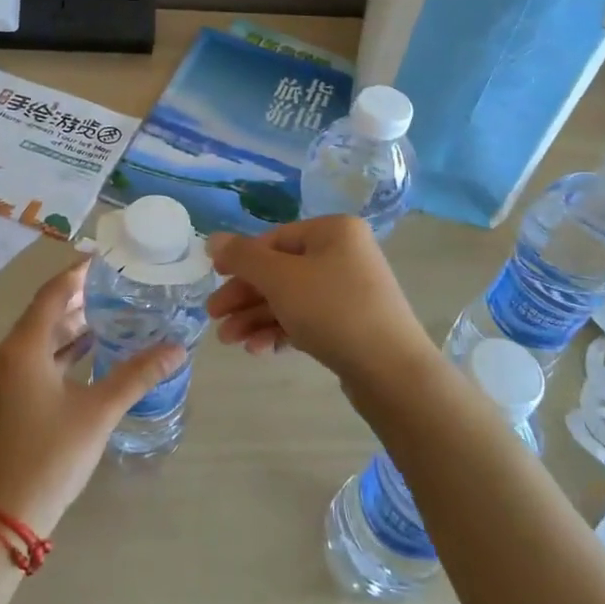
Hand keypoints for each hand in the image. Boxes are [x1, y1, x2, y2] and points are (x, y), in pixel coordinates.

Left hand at [0, 260, 186, 534]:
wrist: (2, 516)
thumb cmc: (50, 455)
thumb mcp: (99, 411)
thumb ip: (137, 375)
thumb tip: (177, 348)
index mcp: (22, 348)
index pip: (52, 294)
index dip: (78, 274)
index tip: (107, 261)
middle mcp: (6, 355)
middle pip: (44, 313)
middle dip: (79, 299)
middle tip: (117, 287)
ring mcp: (1, 378)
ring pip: (38, 338)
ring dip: (71, 326)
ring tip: (111, 314)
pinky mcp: (4, 398)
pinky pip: (33, 358)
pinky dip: (60, 350)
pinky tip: (89, 352)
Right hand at [208, 216, 436, 388]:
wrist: (392, 372)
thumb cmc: (333, 310)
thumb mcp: (280, 279)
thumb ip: (243, 257)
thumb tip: (213, 239)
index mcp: (333, 231)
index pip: (274, 239)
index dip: (240, 260)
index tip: (212, 281)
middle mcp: (344, 254)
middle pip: (280, 271)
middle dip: (245, 296)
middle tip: (214, 319)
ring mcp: (350, 290)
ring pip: (291, 299)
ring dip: (256, 317)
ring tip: (229, 341)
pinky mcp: (351, 324)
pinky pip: (307, 319)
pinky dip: (281, 330)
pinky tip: (258, 349)